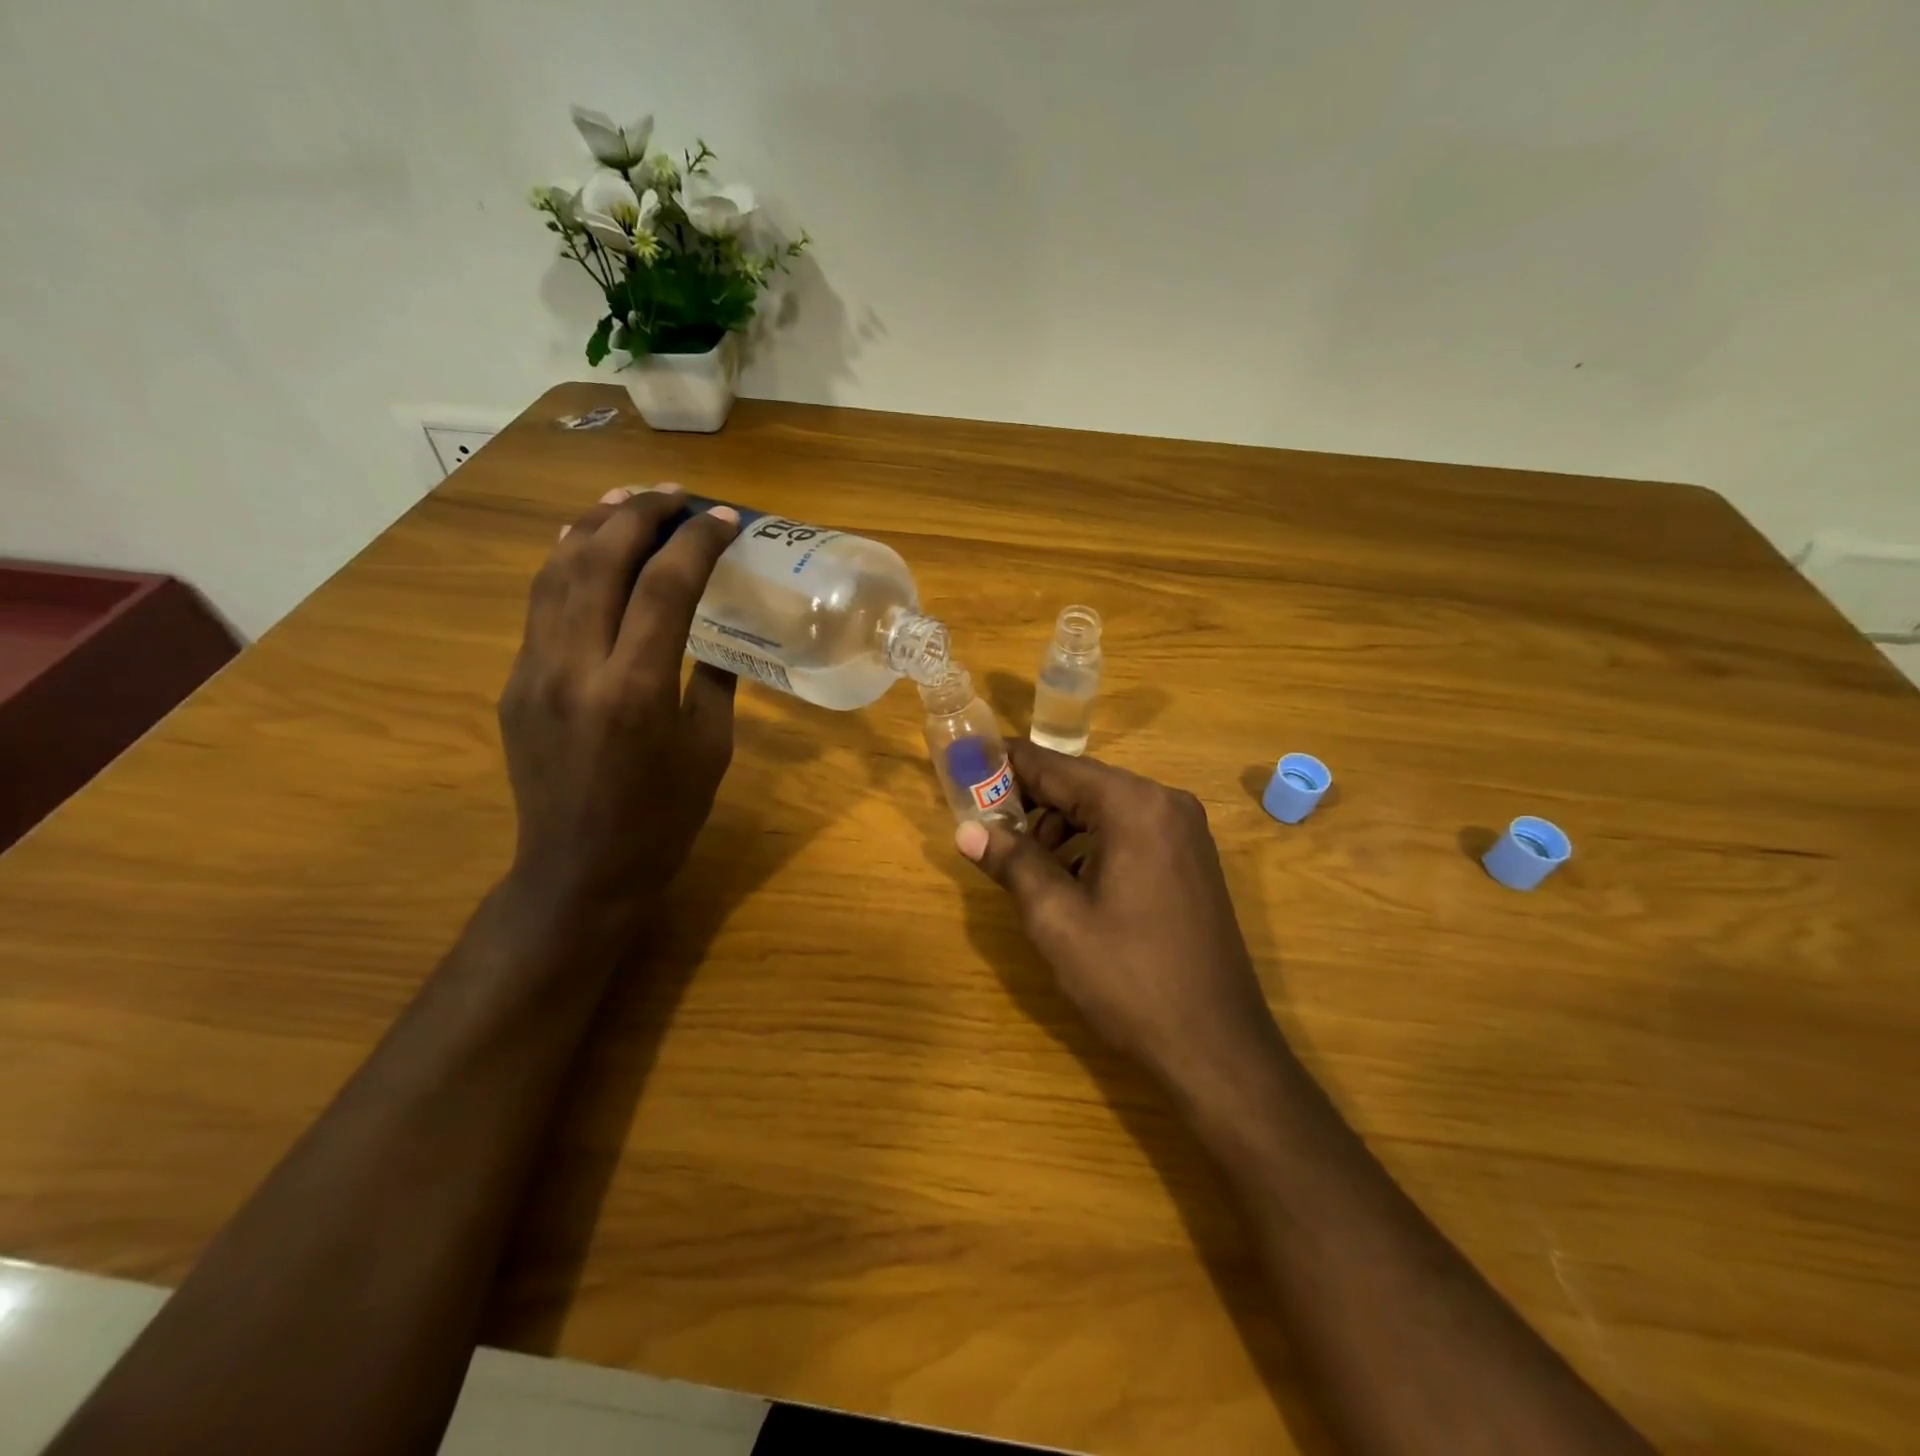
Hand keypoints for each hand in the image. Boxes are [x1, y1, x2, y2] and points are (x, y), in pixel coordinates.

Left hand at [498, 485, 739, 930]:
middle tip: (675, 496)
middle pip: (600, 561)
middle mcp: (576, 668)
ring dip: (594, 526)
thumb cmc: (663, 818)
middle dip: (640, 515)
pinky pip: (539, 606)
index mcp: (636, 691)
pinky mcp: (515, 682)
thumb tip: (717, 634)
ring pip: (556, 573)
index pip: (665, 588)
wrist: (580, 869)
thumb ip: (714, 681)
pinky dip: (566, 564)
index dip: (697, 543)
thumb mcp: (710, 749)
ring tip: (626, 500)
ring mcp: (534, 672)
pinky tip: (586, 548)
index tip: (725, 519)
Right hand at [956, 741, 1282, 1090]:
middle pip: (1082, 784)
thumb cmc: (1130, 979)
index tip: (966, 769)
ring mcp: (1185, 831)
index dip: (1006, 766)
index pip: (1055, 766)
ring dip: (1061, 825)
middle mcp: (1165, 803)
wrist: (1217, 1046)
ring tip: (1026, 862)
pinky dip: (1093, 842)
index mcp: (1134, 805)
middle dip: (1032, 802)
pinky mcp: (1191, 859)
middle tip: (987, 828)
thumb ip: (1012, 862)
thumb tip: (966, 830)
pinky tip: (1070, 879)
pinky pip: (1130, 831)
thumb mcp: (1057, 919)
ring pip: (1105, 808)